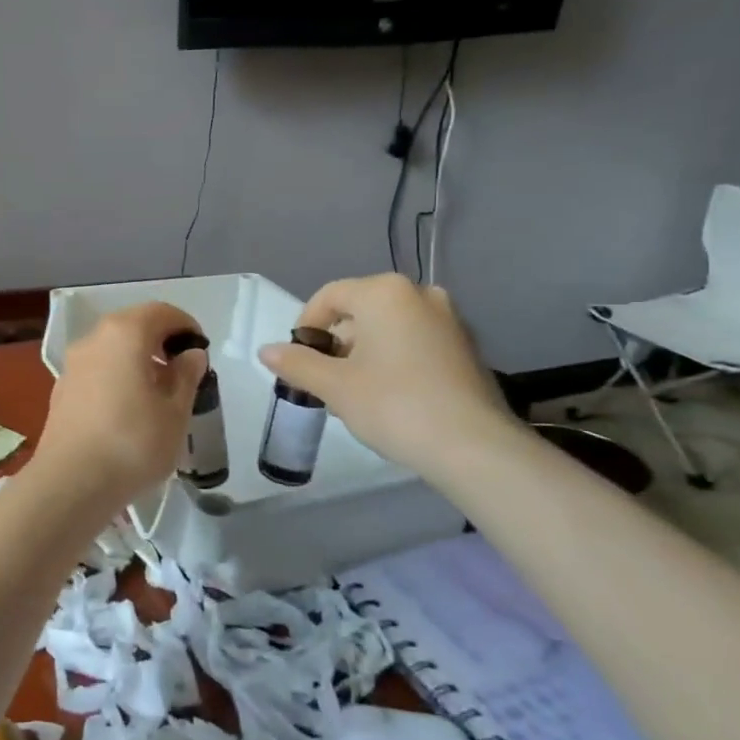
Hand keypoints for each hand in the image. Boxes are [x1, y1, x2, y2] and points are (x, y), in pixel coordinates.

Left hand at [29, 302, 208, 513]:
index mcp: (124, 333)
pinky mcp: (62, 389)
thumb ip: (186, 376)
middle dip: (161, 342)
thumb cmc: (133, 443)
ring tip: (159, 394)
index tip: (201, 352)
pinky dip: (117, 376)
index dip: (186, 326)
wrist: (71, 482)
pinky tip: (129, 410)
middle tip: (183, 372)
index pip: (161, 312)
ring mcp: (73, 364)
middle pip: (133, 326)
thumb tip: (190, 354)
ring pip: (113, 349)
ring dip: (138, 360)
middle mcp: (93, 339)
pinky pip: (98, 370)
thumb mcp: (175, 411)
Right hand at [258, 274, 517, 481]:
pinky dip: (393, 359)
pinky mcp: (466, 346)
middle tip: (324, 381)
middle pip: (359, 310)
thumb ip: (296, 363)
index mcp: (384, 293)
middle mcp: (419, 294)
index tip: (297, 361)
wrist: (474, 447)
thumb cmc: (394, 405)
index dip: (305, 327)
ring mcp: (448, 319)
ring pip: (387, 327)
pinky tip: (388, 396)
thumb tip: (265, 350)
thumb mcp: (334, 386)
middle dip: (335, 343)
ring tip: (353, 393)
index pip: (328, 296)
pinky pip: (414, 341)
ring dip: (362, 352)